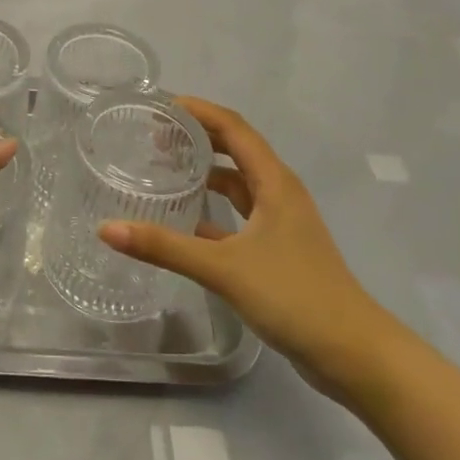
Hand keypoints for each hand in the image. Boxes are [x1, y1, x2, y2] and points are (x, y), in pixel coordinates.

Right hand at [99, 97, 405, 399]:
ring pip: (239, 183)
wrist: (353, 354)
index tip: (161, 105)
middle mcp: (280, 193)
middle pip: (237, 149)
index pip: (234, 128)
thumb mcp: (223, 268)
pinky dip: (215, 209)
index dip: (199, 111)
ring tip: (166, 168)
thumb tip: (106, 229)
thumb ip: (165, 247)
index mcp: (274, 182)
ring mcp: (282, 223)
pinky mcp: (279, 249)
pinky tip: (187, 221)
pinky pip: (241, 214)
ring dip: (207, 171)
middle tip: (155, 134)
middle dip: (199, 136)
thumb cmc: (293, 296)